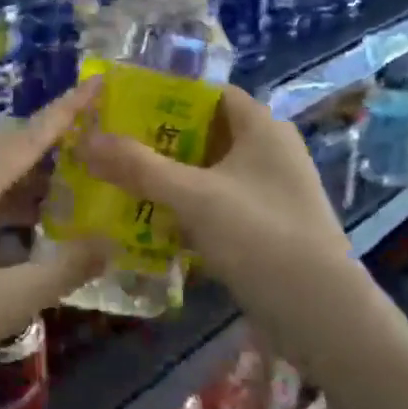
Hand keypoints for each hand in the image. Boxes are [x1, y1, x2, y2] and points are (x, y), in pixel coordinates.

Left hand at [0, 82, 112, 408]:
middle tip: (83, 141)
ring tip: (58, 178)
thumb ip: (63, 270)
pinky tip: (12, 218)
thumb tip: (109, 244)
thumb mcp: (8, 302)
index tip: (95, 84)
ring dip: (16, 166)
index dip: (65, 111)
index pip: (27, 137)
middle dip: (41, 136)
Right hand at [75, 84, 355, 321]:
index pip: (210, 93)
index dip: (168, 94)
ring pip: (211, 172)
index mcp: (262, 127)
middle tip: (115, 147)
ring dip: (172, 177)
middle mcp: (271, 151)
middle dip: (161, 140)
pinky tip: (155, 223)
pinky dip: (190, 208)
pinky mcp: (268, 226)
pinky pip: (220, 204)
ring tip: (124, 182)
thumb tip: (86, 140)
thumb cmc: (259, 236)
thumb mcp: (193, 196)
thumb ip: (139, 167)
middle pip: (207, 132)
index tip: (125, 107)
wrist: (321, 315)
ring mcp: (272, 191)